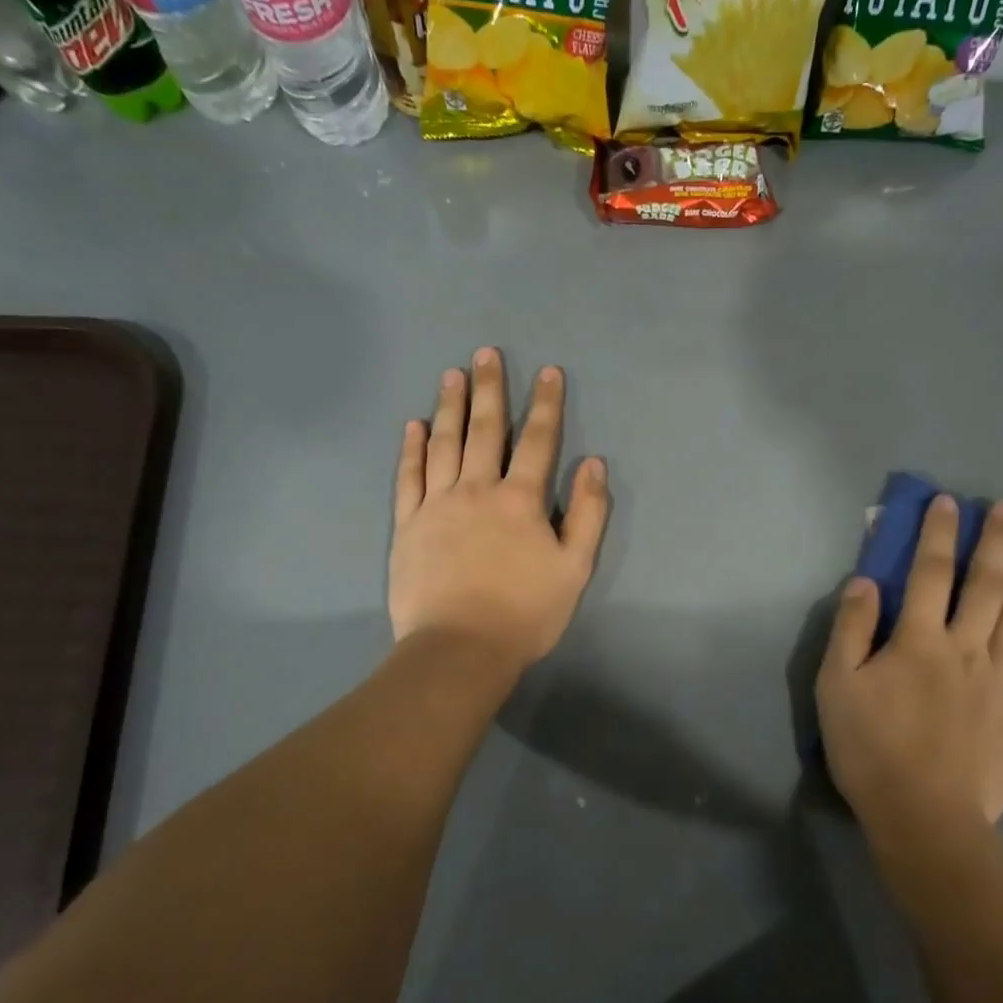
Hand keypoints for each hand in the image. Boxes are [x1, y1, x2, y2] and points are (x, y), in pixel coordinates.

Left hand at [389, 348, 609, 671]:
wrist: (459, 649)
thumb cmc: (526, 613)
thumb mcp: (575, 568)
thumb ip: (588, 513)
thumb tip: (594, 463)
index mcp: (520, 500)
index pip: (538, 441)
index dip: (546, 404)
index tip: (548, 371)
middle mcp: (477, 490)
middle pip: (485, 429)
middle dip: (490, 389)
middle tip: (486, 353)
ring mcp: (437, 505)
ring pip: (444, 444)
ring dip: (449, 406)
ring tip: (451, 374)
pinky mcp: (408, 525)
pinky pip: (409, 477)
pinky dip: (412, 449)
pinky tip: (414, 426)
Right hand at [816, 497, 1002, 846]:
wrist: (926, 816)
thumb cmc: (871, 749)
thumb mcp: (837, 686)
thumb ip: (851, 630)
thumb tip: (865, 581)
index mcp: (919, 640)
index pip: (931, 573)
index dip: (939, 535)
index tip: (950, 502)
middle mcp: (965, 649)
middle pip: (986, 586)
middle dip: (996, 543)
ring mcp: (998, 680)